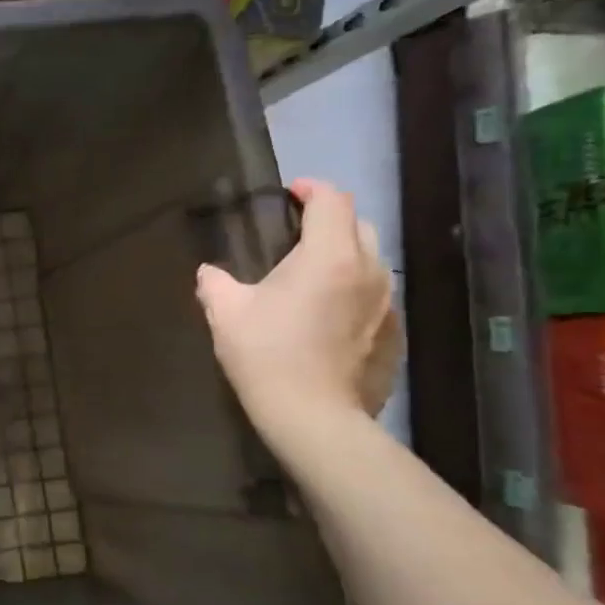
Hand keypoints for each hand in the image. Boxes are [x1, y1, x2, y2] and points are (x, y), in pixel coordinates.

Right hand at [195, 178, 400, 433]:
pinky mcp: (395, 333)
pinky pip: (376, 296)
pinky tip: (327, 315)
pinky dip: (353, 291)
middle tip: (297, 233)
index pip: (332, 200)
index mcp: (329, 255)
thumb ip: (215, 283)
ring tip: (311, 274)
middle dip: (330, 220)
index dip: (311, 189)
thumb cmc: (265, 354)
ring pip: (371, 261)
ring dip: (343, 256)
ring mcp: (388, 302)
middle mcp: (369, 269)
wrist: (313, 415)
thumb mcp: (225, 313)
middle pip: (359, 225)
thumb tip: (209, 272)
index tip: (290, 193)